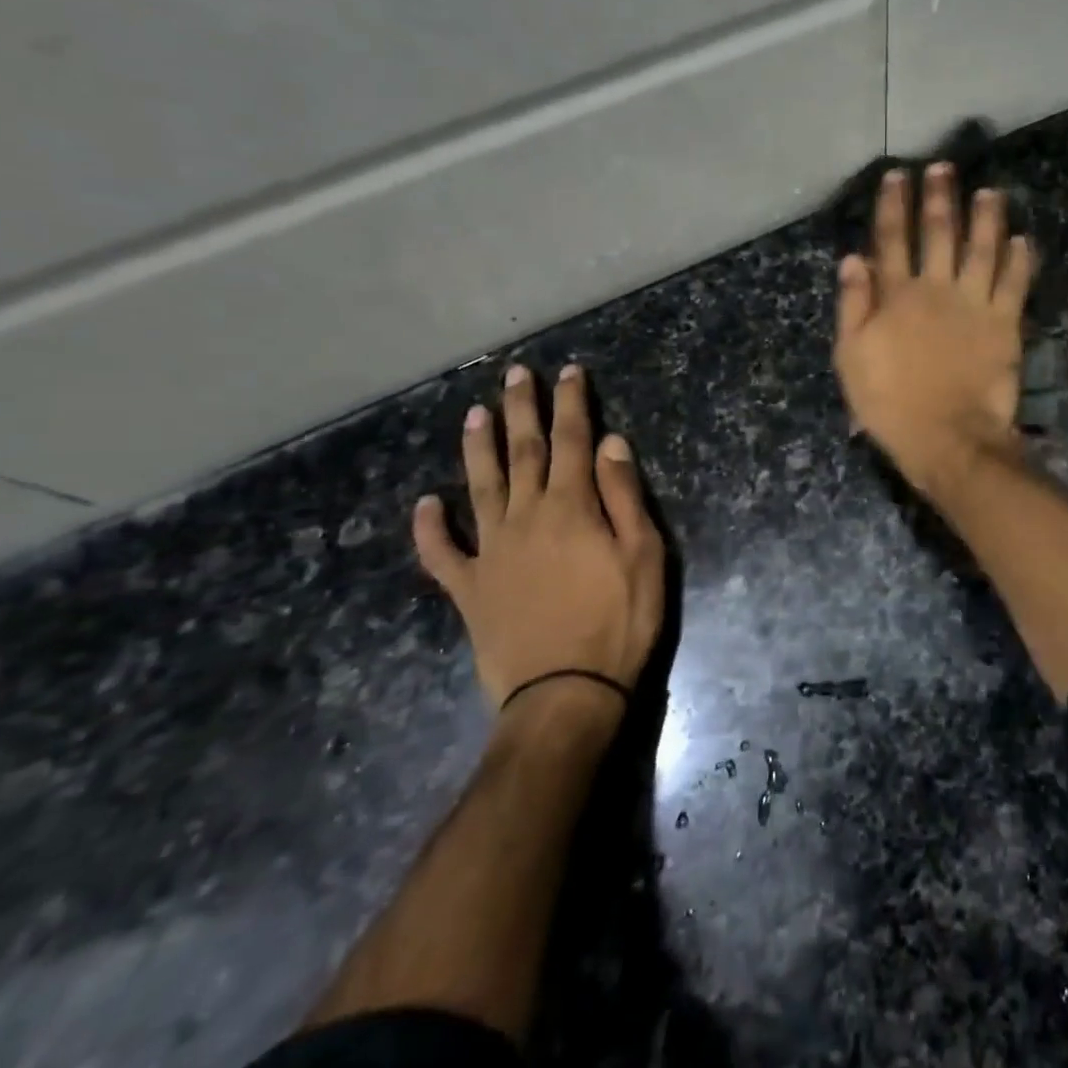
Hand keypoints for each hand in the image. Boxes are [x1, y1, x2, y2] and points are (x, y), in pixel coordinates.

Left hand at [412, 364, 664, 714]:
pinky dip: (430, 528)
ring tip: (474, 414)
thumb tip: (611, 443)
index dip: (571, 404)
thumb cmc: (618, 623)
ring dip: (477, 448)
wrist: (565, 695)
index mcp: (571, 508)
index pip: (572, 441)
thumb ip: (624, 497)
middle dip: (522, 410)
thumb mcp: (644, 556)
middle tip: (515, 374)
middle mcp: (526, 517)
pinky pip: (443, 552)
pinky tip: (424, 504)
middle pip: (523, 452)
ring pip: (480, 487)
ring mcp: (491, 552)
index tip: (569, 372)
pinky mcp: (470, 588)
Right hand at [833, 163, 1034, 493]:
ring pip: (983, 249)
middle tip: (945, 167)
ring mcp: (975, 304)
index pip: (893, 239)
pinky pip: (1014, 284)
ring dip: (987, 218)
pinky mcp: (1005, 324)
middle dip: (941, 198)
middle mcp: (937, 289)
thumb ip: (853, 306)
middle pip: (939, 234)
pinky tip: (1023, 240)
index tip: (899, 175)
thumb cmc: (890, 403)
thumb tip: (854, 258)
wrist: (947, 437)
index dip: (895, 205)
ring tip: (991, 191)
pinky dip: (1020, 260)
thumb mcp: (852, 358)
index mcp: (897, 296)